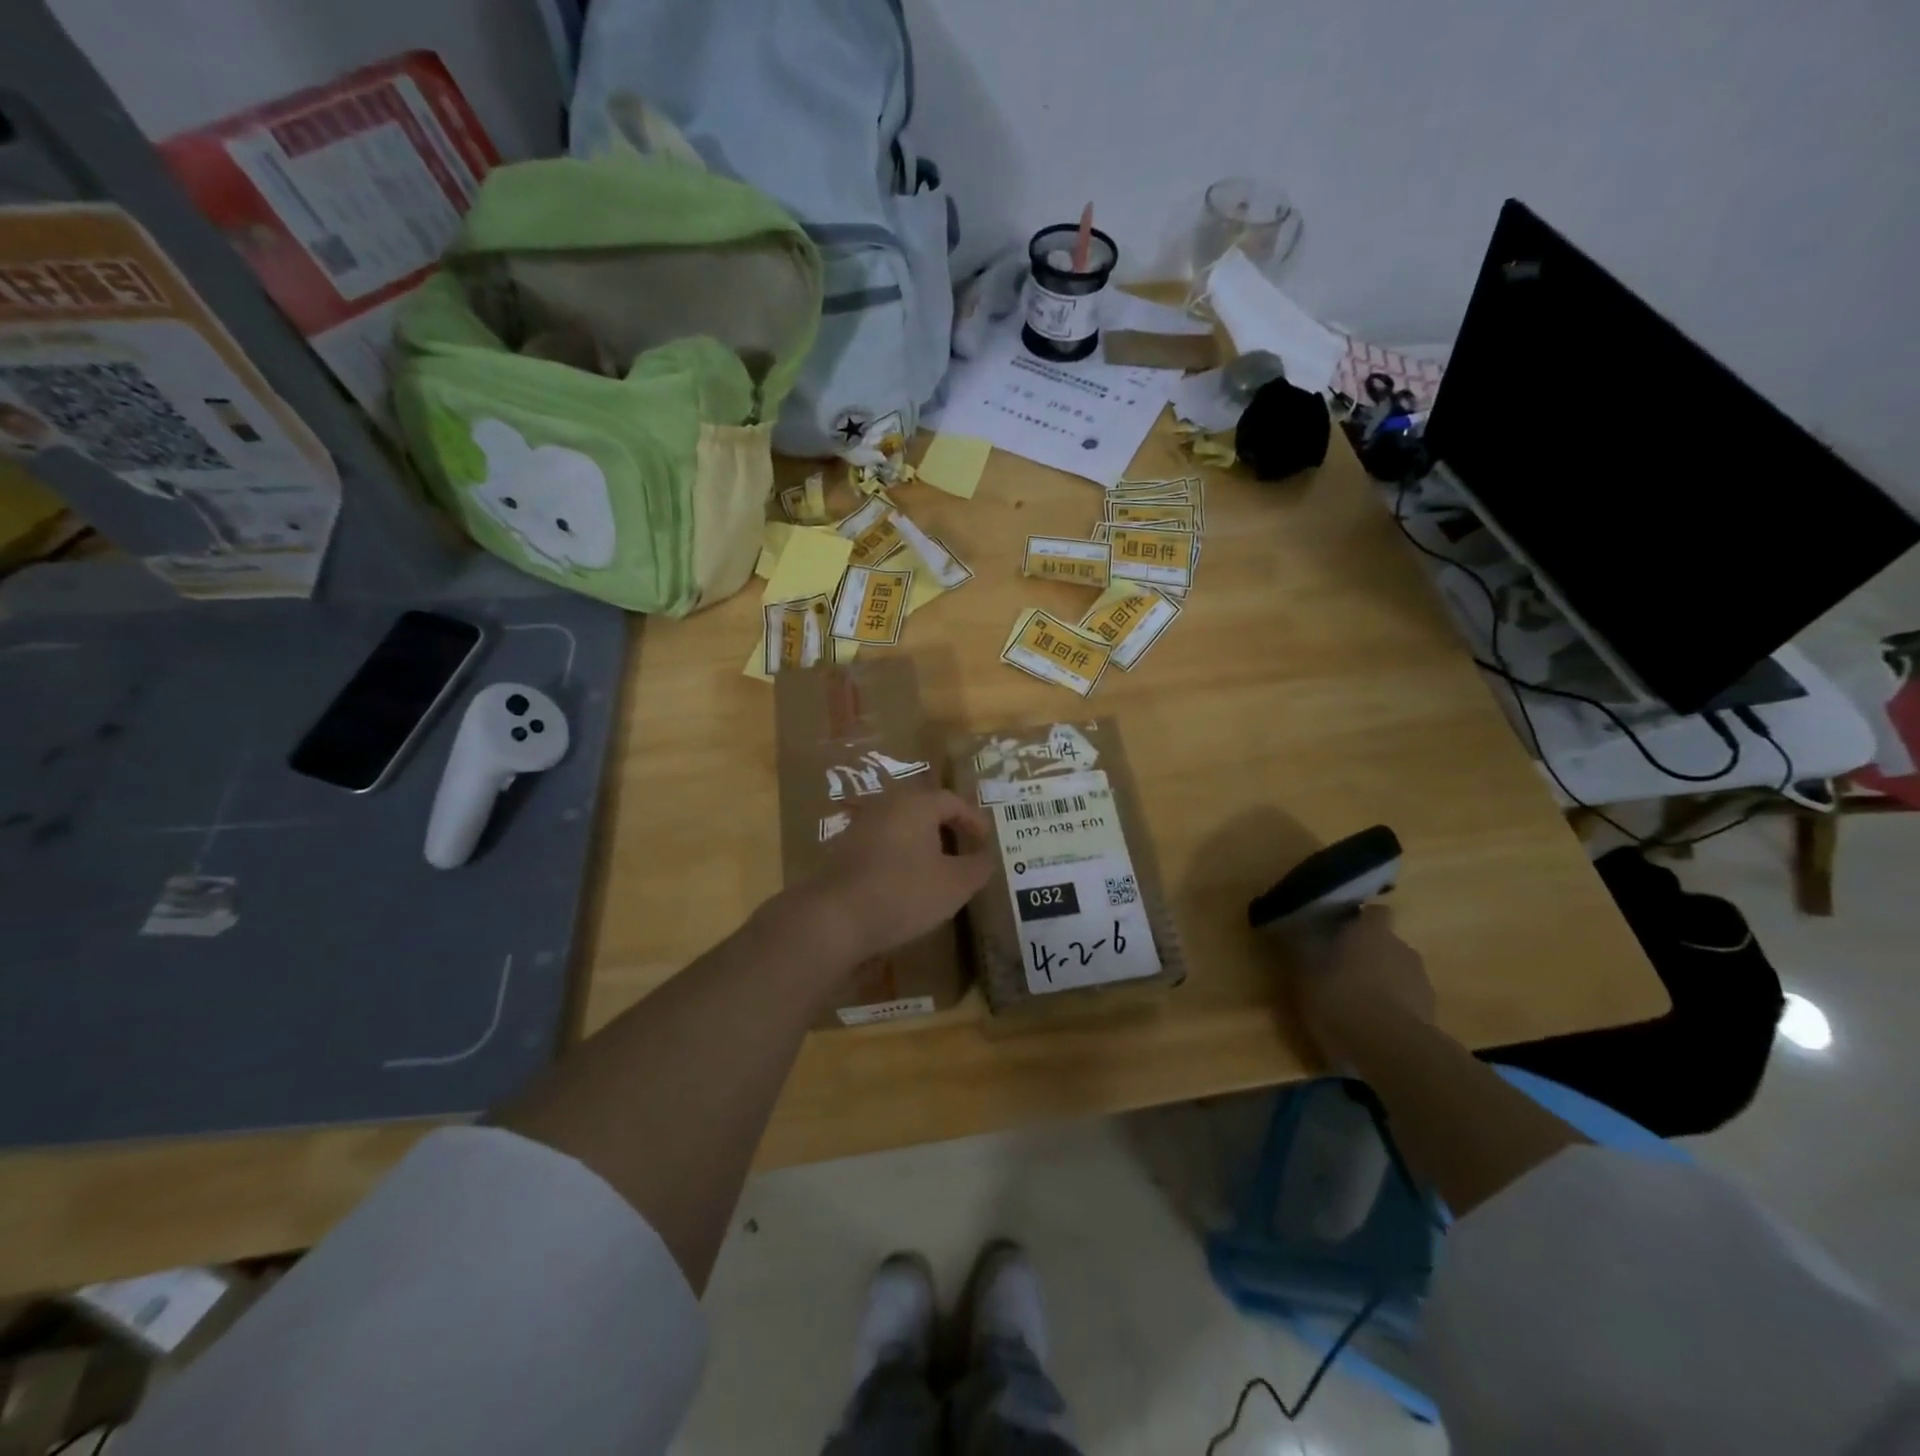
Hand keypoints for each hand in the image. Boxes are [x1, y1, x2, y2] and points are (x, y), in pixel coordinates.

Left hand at [795, 789, 994, 967]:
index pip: (953, 801)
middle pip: (924, 809)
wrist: (835, 917)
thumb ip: (978, 867)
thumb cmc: (904, 892)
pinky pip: (882, 845)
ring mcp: (860, 826)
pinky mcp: (843, 850)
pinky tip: (906, 883)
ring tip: (939, 870)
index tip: (987, 842)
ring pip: (901, 827)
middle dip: (948, 829)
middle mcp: (886, 805)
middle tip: (965, 852)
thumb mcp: (955, 884)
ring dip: (923, 844)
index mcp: (916, 804)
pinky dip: (900, 857)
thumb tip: (988, 857)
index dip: (974, 821)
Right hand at [1283, 906, 1434, 1064]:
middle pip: (1386, 943)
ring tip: (1359, 1003)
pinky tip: (1375, 1026)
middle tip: (1342, 970)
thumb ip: (1304, 952)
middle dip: (1368, 954)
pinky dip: (1395, 1007)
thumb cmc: (1342, 1000)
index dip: (1359, 920)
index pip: (1374, 912)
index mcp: (1371, 932)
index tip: (1340, 931)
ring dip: (1383, 981)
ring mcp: (1422, 981)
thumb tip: (1291, 932)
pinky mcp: (1433, 1012)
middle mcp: (1401, 948)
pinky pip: (1409, 1001)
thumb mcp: (1306, 976)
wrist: (1392, 1050)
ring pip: (1399, 972)